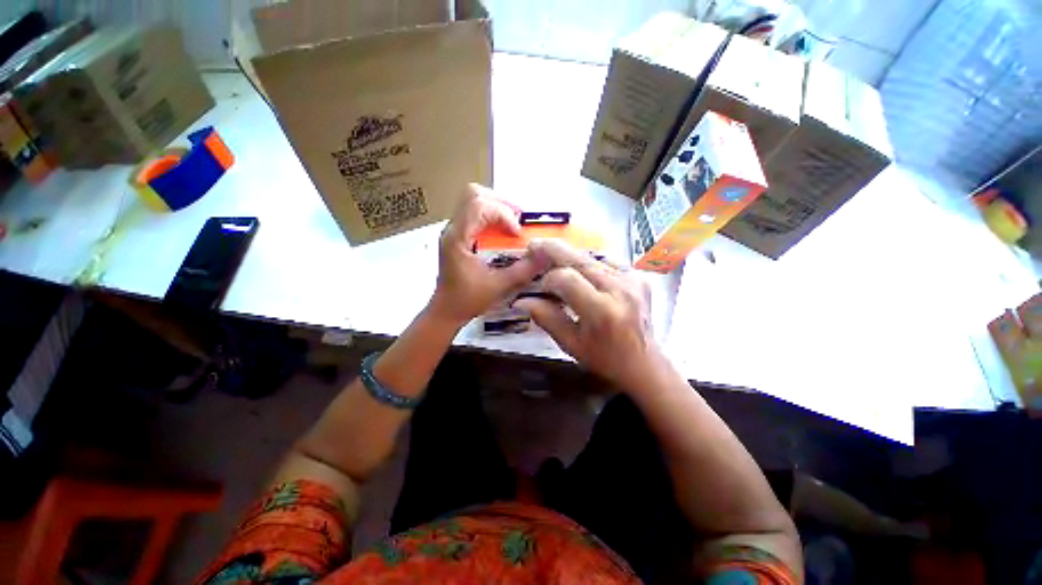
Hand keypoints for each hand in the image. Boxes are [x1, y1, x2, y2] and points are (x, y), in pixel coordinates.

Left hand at [428, 184, 543, 325]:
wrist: (446, 310)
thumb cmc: (466, 300)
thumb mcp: (497, 287)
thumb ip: (522, 271)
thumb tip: (545, 255)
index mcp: (457, 238)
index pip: (479, 206)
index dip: (503, 214)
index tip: (517, 233)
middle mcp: (453, 229)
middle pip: (474, 194)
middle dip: (501, 202)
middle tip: (520, 219)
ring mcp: (454, 231)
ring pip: (473, 200)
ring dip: (497, 207)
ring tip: (514, 223)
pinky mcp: (458, 236)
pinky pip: (475, 213)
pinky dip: (493, 216)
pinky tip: (504, 231)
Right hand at [514, 239, 661, 388]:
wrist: (643, 362)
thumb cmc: (604, 358)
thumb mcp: (570, 343)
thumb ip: (546, 318)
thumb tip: (522, 300)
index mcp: (601, 311)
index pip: (567, 279)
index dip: (549, 279)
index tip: (542, 288)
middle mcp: (619, 289)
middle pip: (580, 260)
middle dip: (554, 251)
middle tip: (535, 245)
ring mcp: (632, 280)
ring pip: (593, 257)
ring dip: (571, 256)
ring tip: (554, 257)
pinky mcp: (639, 277)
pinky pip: (606, 261)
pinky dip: (589, 262)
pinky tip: (580, 269)